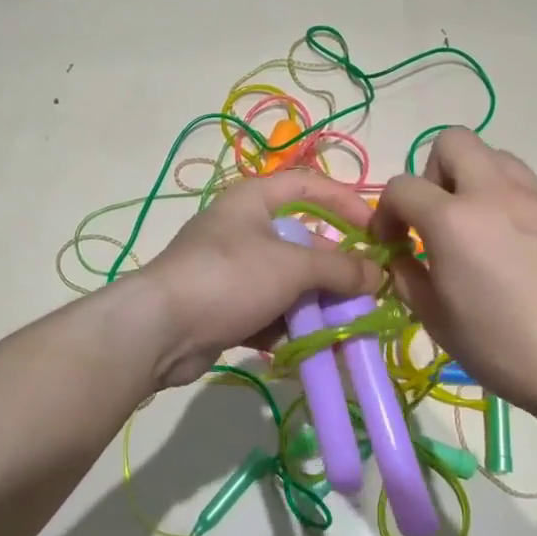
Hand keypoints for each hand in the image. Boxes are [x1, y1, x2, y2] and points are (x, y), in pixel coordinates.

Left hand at [136, 169, 380, 388]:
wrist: (160, 329)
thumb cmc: (230, 278)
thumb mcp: (291, 267)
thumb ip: (338, 268)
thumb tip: (375, 274)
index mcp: (254, 200)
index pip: (309, 186)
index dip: (346, 202)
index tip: (376, 230)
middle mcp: (243, 229)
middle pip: (302, 242)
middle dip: (334, 270)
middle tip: (364, 294)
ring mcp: (232, 271)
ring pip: (288, 283)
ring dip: (316, 306)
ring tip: (345, 329)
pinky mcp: (225, 308)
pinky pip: (268, 313)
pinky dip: (289, 329)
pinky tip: (312, 349)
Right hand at [374, 128, 536, 419]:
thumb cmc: (500, 346)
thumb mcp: (434, 318)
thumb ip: (406, 276)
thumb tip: (401, 257)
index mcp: (453, 219)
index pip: (402, 186)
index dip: (386, 212)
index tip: (393, 243)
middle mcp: (496, 193)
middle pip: (454, 141)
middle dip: (434, 173)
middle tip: (438, 218)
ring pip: (498, 158)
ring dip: (476, 183)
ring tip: (480, 229)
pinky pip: (532, 191)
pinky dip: (514, 208)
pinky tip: (522, 252)